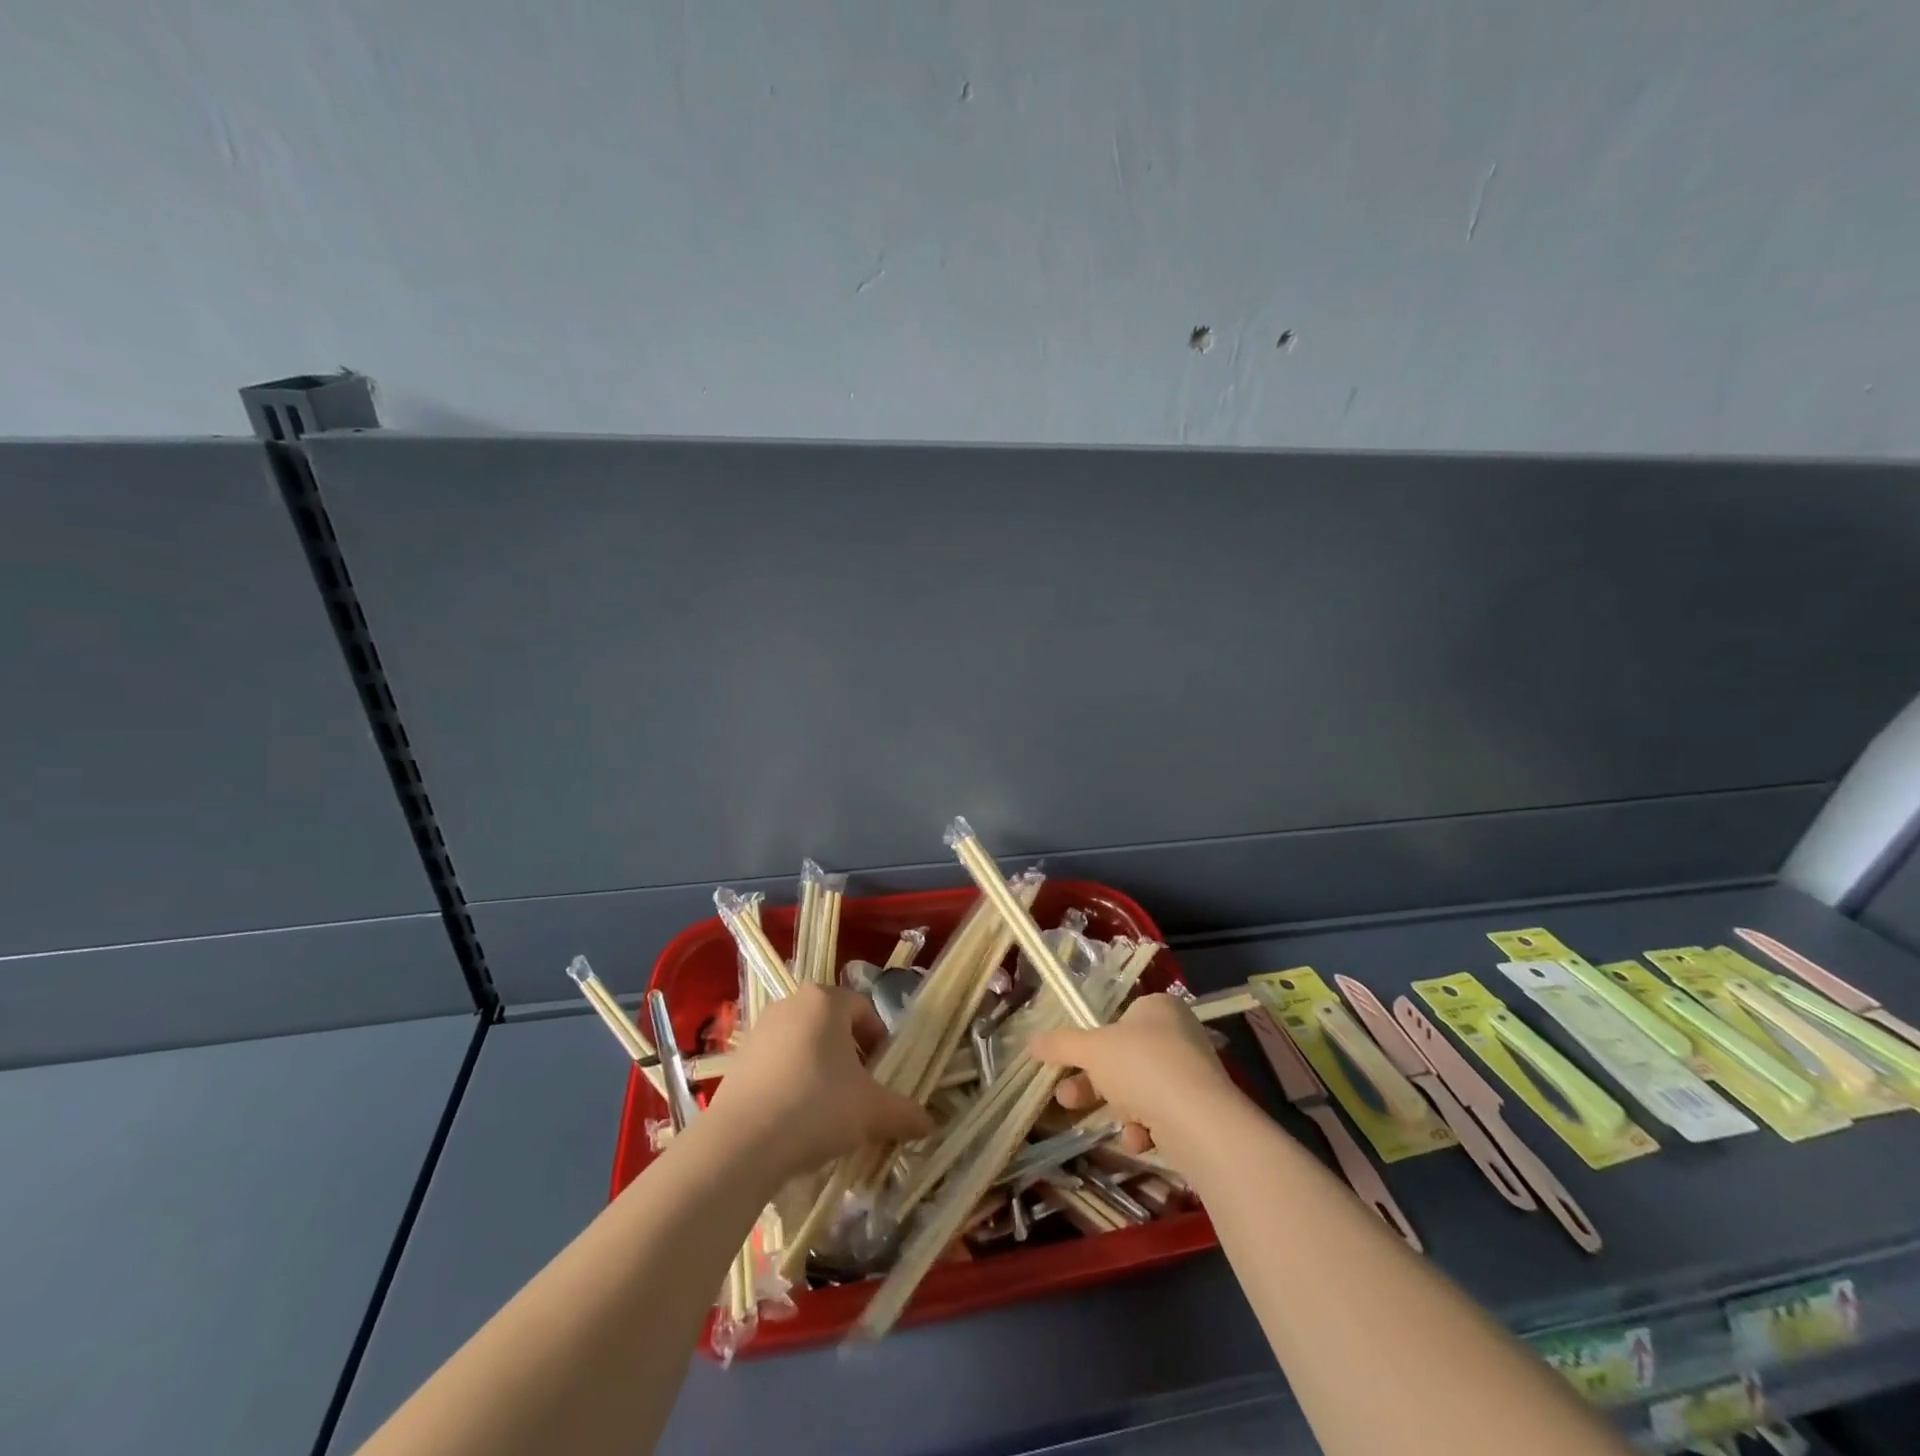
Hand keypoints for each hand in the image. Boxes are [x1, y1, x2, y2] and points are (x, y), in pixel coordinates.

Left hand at [703, 984, 932, 1182]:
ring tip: (829, 1112)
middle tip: (861, 1094)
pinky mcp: (737, 1061)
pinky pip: (777, 1065)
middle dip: (851, 1057)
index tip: (884, 1076)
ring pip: (804, 1046)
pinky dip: (792, 1084)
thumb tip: (929, 1124)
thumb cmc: (816, 1107)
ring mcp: (759, 1031)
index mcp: (825, 1000)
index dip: (880, 1042)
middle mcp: (791, 1004)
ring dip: (821, 1072)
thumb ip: (904, 1112)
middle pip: (833, 1026)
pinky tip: (796, 1122)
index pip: (864, 1009)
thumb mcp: (872, 1111)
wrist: (740, 1144)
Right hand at [1031, 993, 1239, 1155]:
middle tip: (1065, 1094)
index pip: (1120, 1018)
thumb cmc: (1141, 1066)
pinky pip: (1161, 1115)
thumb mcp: (1091, 1049)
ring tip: (1085, 1118)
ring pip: (1140, 1088)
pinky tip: (1138, 1138)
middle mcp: (1179, 1035)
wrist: (1199, 1122)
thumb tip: (1032, 1042)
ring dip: (1114, 1106)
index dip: (1093, 1039)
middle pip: (1125, 1056)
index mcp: (1158, 1008)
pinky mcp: (1200, 1111)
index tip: (1070, 1060)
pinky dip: (1144, 1127)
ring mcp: (1192, 1074)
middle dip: (1092, 1079)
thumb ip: (1061, 1044)